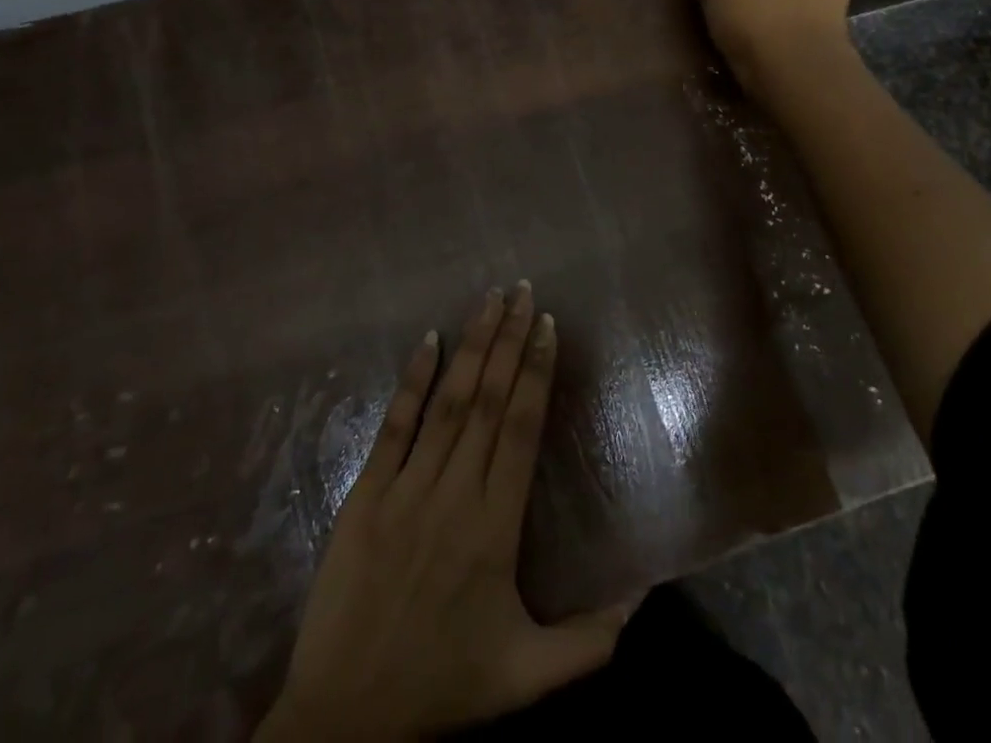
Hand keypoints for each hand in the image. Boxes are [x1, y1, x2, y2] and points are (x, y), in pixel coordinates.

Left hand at [255, 283, 630, 741]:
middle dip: (509, 340)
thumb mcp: (527, 677)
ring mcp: (406, 488)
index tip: (548, 325)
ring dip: (471, 346)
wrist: (344, 719)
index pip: (522, 429)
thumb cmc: (440, 687)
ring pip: (448, 401)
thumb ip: (593, 639)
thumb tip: (646, 595)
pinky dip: (412, 380)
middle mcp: (454, 494)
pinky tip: (427, 340)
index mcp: (495, 528)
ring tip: (489, 300)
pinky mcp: (365, 493)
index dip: (537, 372)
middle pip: (489, 401)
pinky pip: (394, 425)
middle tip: (523, 290)